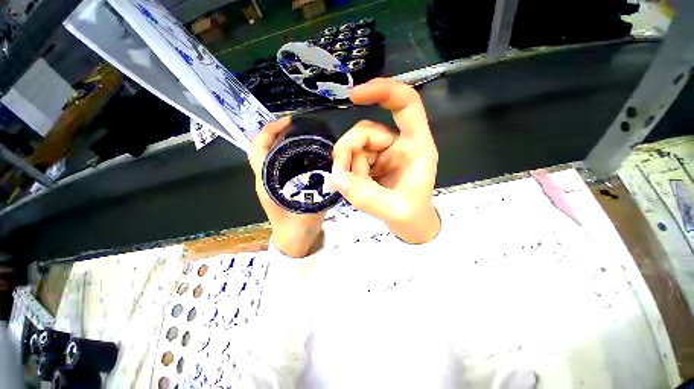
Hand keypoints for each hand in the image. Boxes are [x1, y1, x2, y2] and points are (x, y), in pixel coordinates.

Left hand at [249, 117, 325, 257]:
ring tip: (302, 135)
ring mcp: (270, 183)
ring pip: (271, 155)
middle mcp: (264, 179)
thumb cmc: (298, 228)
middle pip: (263, 148)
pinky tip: (305, 154)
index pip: (258, 150)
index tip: (287, 121)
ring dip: (282, 142)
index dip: (268, 131)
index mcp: (266, 182)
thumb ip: (321, 189)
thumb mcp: (311, 207)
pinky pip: (280, 164)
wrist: (294, 243)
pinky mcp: (278, 186)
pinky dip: (289, 154)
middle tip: (298, 126)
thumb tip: (333, 170)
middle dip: (276, 133)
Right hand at [330, 78, 439, 243]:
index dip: (383, 90)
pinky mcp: (372, 164)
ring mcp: (383, 154)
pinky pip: (351, 159)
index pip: (405, 103)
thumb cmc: (414, 218)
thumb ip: (367, 196)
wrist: (411, 228)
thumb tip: (336, 178)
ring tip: (353, 188)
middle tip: (342, 176)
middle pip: (365, 131)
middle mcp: (399, 144)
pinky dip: (347, 172)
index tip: (354, 96)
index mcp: (416, 146)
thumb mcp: (397, 211)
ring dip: (347, 166)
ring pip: (354, 145)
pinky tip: (354, 187)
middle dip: (348, 151)